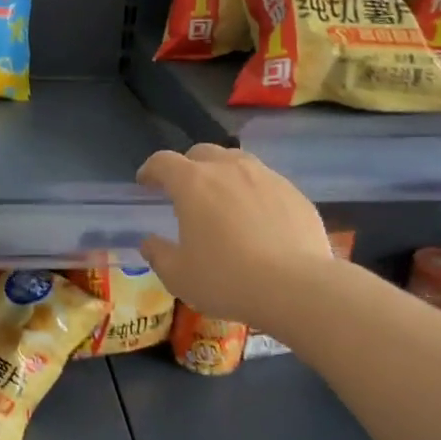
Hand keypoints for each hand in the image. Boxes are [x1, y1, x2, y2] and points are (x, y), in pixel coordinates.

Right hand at [136, 144, 334, 325]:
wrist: (296, 287)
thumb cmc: (226, 279)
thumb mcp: (179, 276)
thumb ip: (158, 254)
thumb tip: (149, 242)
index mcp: (193, 184)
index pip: (163, 162)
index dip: (150, 169)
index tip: (145, 182)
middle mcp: (229, 169)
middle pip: (202, 152)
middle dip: (187, 166)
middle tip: (183, 190)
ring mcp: (266, 176)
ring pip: (237, 161)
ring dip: (222, 172)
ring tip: (221, 197)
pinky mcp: (294, 192)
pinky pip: (265, 181)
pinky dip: (252, 190)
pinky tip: (256, 216)